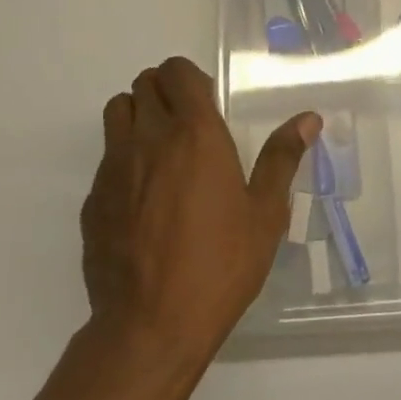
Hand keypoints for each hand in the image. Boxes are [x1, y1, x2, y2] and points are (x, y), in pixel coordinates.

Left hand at [83, 56, 318, 364]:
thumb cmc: (219, 265)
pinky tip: (142, 199)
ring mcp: (113, 167)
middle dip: (165, 91)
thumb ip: (282, 158)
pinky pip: (105, 157)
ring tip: (161, 150)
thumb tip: (308, 119)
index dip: (190, 77)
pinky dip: (123, 159)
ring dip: (138, 115)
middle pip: (144, 83)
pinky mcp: (92, 198)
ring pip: (117, 111)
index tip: (207, 102)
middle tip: (187, 124)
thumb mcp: (264, 214)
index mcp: (194, 134)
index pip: (177, 71)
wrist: (149, 328)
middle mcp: (149, 138)